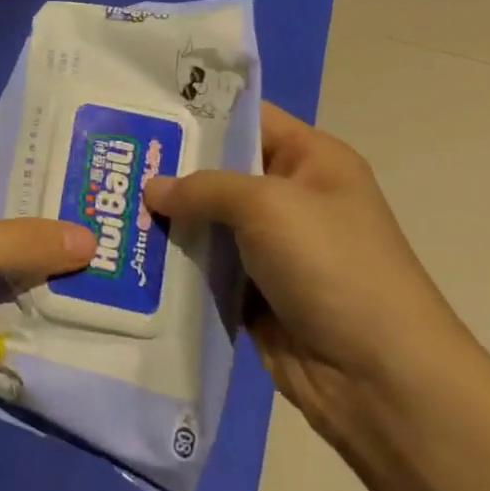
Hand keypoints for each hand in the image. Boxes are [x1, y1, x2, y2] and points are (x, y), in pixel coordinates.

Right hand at [143, 104, 470, 440]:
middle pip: (221, 171)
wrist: (380, 379)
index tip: (143, 112)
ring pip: (208, 222)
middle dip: (171, 169)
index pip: (248, 120)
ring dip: (168, 220)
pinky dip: (176, 263)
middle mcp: (292, 198)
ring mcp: (273, 249)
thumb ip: (203, 188)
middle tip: (112, 159)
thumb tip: (152, 189)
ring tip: (109, 205)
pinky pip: (207, 268)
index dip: (199, 113)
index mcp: (312, 160)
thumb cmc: (332, 266)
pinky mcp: (256, 294)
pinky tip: (130, 252)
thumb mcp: (267, 205)